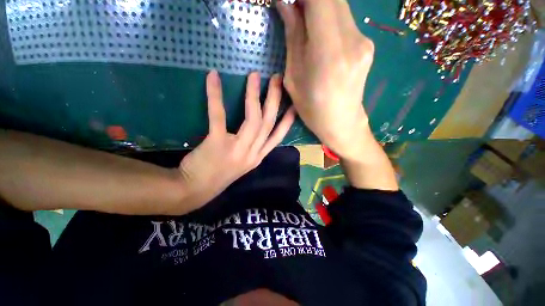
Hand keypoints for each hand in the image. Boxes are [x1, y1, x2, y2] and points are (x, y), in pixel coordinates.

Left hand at [179, 70, 295, 206]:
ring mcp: (238, 149)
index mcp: (258, 157)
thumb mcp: (242, 163)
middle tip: (277, 79)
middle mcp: (253, 153)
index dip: (288, 120)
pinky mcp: (218, 143)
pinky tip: (214, 78)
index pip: (278, 137)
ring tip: (254, 76)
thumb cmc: (219, 175)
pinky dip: (216, 95)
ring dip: (255, 96)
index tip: (294, 104)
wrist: (195, 190)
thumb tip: (255, 129)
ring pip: (253, 120)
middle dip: (275, 100)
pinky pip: (219, 116)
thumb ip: (252, 148)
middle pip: (269, 123)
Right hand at [277, 0, 374, 159]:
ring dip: (319, 8)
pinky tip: (320, 35)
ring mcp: (364, 41)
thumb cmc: (312, 109)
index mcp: (328, 53)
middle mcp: (352, 41)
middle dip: (309, 0)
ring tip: (304, 23)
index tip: (290, 3)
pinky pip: (346, 20)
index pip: (320, 0)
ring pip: (340, 6)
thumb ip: (293, 38)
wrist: (342, 124)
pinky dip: (330, 19)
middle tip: (293, 10)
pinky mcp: (368, 44)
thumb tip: (286, 4)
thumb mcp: (294, 79)